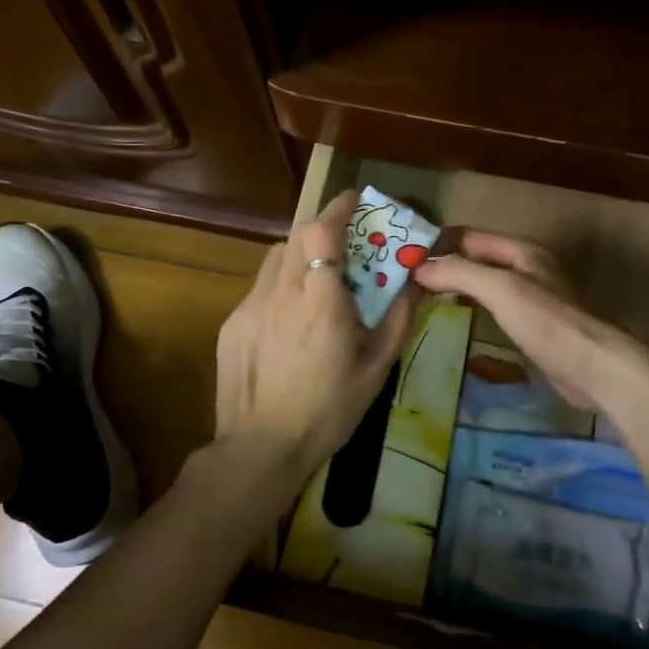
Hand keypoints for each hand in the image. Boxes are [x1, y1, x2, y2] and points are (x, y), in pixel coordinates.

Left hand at [212, 190, 416, 492]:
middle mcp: (282, 293)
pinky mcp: (233, 323)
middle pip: (296, 235)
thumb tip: (414, 286)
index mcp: (320, 303)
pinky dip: (281, 284)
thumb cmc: (328, 411)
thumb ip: (397, 321)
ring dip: (299, 253)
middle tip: (345, 241)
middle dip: (322, 228)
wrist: (261, 448)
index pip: (321, 233)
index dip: (337, 209)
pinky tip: (291, 317)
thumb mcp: (375, 370)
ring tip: (319, 276)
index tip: (355, 201)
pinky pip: (261, 287)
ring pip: (275, 257)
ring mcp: (250, 306)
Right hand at [411, 229, 648, 416]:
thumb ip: (460, 273)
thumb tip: (419, 268)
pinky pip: (494, 307)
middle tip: (406, 280)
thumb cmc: (548, 322)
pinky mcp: (533, 324)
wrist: (596, 368)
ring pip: (484, 283)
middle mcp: (527, 267)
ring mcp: (532, 297)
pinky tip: (453, 318)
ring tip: (420, 297)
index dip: (438, 244)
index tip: (404, 258)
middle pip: (476, 258)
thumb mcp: (501, 290)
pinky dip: (471, 307)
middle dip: (444, 265)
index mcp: (522, 251)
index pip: (469, 237)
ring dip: (456, 286)